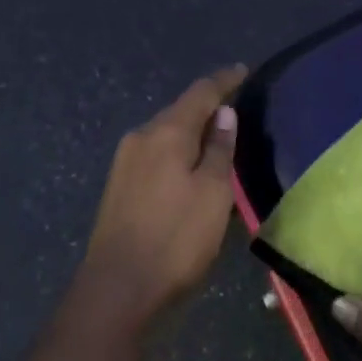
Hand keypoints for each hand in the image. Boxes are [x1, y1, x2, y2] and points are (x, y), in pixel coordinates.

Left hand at [66, 65, 246, 341]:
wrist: (118, 289)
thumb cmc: (176, 239)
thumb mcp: (213, 193)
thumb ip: (219, 149)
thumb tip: (223, 113)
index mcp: (165, 132)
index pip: (200, 93)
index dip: (224, 80)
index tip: (243, 70)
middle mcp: (140, 138)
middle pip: (179, 111)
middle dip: (207, 107)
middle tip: (237, 108)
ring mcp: (124, 163)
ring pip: (166, 134)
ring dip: (192, 132)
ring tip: (219, 138)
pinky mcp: (119, 186)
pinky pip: (156, 154)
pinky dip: (178, 152)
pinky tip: (190, 166)